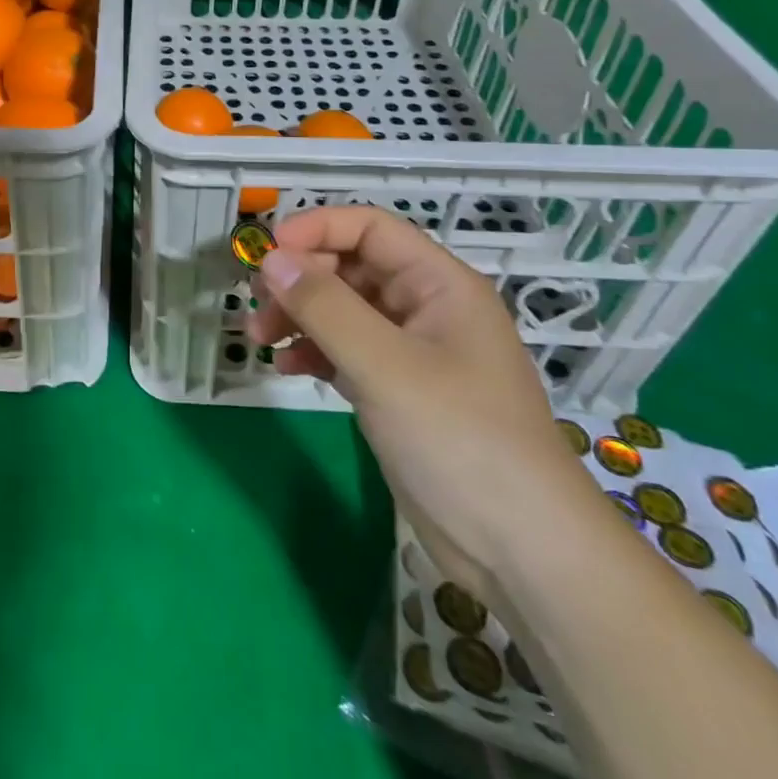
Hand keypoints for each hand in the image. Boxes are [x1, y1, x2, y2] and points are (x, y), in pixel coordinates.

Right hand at [248, 206, 604, 605]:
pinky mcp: (397, 391)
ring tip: (261, 339)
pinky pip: (345, 351)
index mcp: (439, 285)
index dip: (317, 229)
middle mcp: (425, 309)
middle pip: (351, 268)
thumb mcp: (385, 365)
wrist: (520, 550)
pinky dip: (314, 352)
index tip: (267, 252)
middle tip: (257, 306)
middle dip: (300, 280)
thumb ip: (325, 307)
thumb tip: (271, 259)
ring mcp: (412, 352)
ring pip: (343, 311)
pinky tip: (289, 369)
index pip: (370, 229)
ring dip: (299, 316)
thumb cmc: (460, 439)